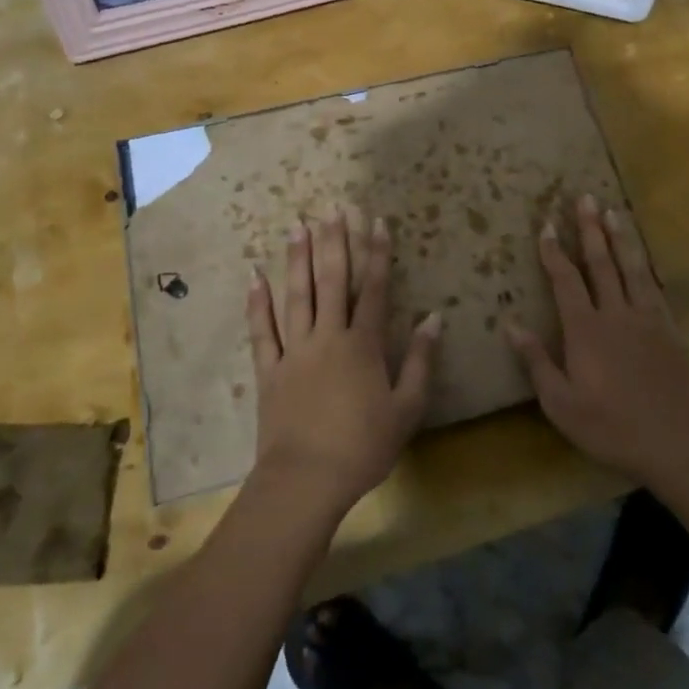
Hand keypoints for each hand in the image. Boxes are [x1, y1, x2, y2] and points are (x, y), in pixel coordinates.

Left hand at [247, 207, 439, 515]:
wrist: (307, 480)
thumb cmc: (363, 447)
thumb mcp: (407, 408)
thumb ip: (421, 360)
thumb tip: (434, 317)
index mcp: (363, 345)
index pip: (374, 289)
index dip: (377, 254)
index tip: (377, 222)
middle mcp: (328, 337)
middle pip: (332, 281)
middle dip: (334, 242)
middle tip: (333, 208)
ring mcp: (295, 351)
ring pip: (296, 296)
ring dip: (298, 260)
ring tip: (298, 227)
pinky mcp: (270, 370)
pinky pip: (262, 330)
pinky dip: (258, 303)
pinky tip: (255, 276)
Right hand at [505, 195, 688, 488]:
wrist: (677, 440)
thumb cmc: (611, 427)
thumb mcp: (562, 404)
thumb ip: (537, 361)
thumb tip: (510, 324)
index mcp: (585, 330)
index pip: (566, 280)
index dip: (554, 251)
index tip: (546, 225)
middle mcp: (616, 313)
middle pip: (600, 262)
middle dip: (589, 229)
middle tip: (584, 198)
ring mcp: (646, 318)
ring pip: (631, 267)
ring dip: (619, 237)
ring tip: (612, 211)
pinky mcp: (668, 328)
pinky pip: (654, 286)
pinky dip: (644, 265)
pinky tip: (641, 256)